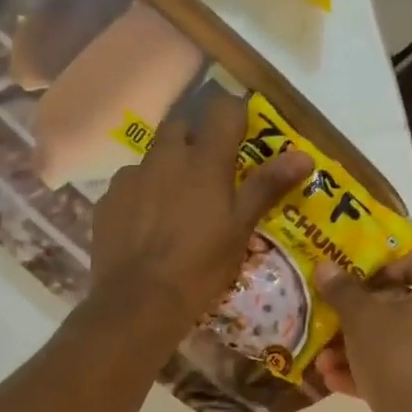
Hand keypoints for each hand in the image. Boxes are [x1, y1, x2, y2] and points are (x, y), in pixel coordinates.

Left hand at [88, 93, 311, 337]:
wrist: (138, 301)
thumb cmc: (200, 267)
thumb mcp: (240, 230)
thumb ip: (266, 187)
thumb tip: (303, 155)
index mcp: (204, 161)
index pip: (222, 110)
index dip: (234, 116)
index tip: (241, 135)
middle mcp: (164, 157)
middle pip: (181, 126)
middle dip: (195, 139)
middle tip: (208, 173)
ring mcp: (131, 177)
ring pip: (152, 157)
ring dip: (166, 169)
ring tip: (174, 205)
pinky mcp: (107, 200)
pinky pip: (129, 184)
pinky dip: (141, 195)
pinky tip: (146, 225)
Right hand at [313, 252, 411, 411]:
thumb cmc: (396, 355)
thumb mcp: (361, 317)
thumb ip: (342, 290)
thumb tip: (325, 266)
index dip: (381, 267)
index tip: (351, 281)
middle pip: (401, 306)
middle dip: (358, 315)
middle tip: (330, 318)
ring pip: (394, 342)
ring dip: (356, 347)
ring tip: (322, 358)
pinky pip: (396, 371)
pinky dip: (367, 372)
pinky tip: (332, 380)